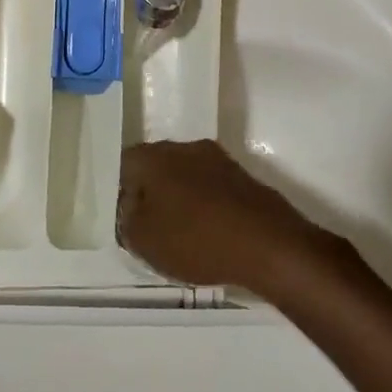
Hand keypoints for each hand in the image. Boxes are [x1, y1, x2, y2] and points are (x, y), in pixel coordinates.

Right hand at [117, 139, 329, 290]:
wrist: (269, 244)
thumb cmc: (196, 239)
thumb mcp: (144, 241)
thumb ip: (127, 221)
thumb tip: (132, 208)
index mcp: (153, 157)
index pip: (124, 166)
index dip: (122, 193)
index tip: (128, 220)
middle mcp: (183, 147)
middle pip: (157, 168)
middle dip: (152, 194)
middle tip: (152, 229)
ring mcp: (217, 159)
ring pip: (186, 177)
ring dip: (182, 200)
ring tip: (184, 236)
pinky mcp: (243, 177)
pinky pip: (213, 189)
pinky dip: (207, 208)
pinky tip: (212, 235)